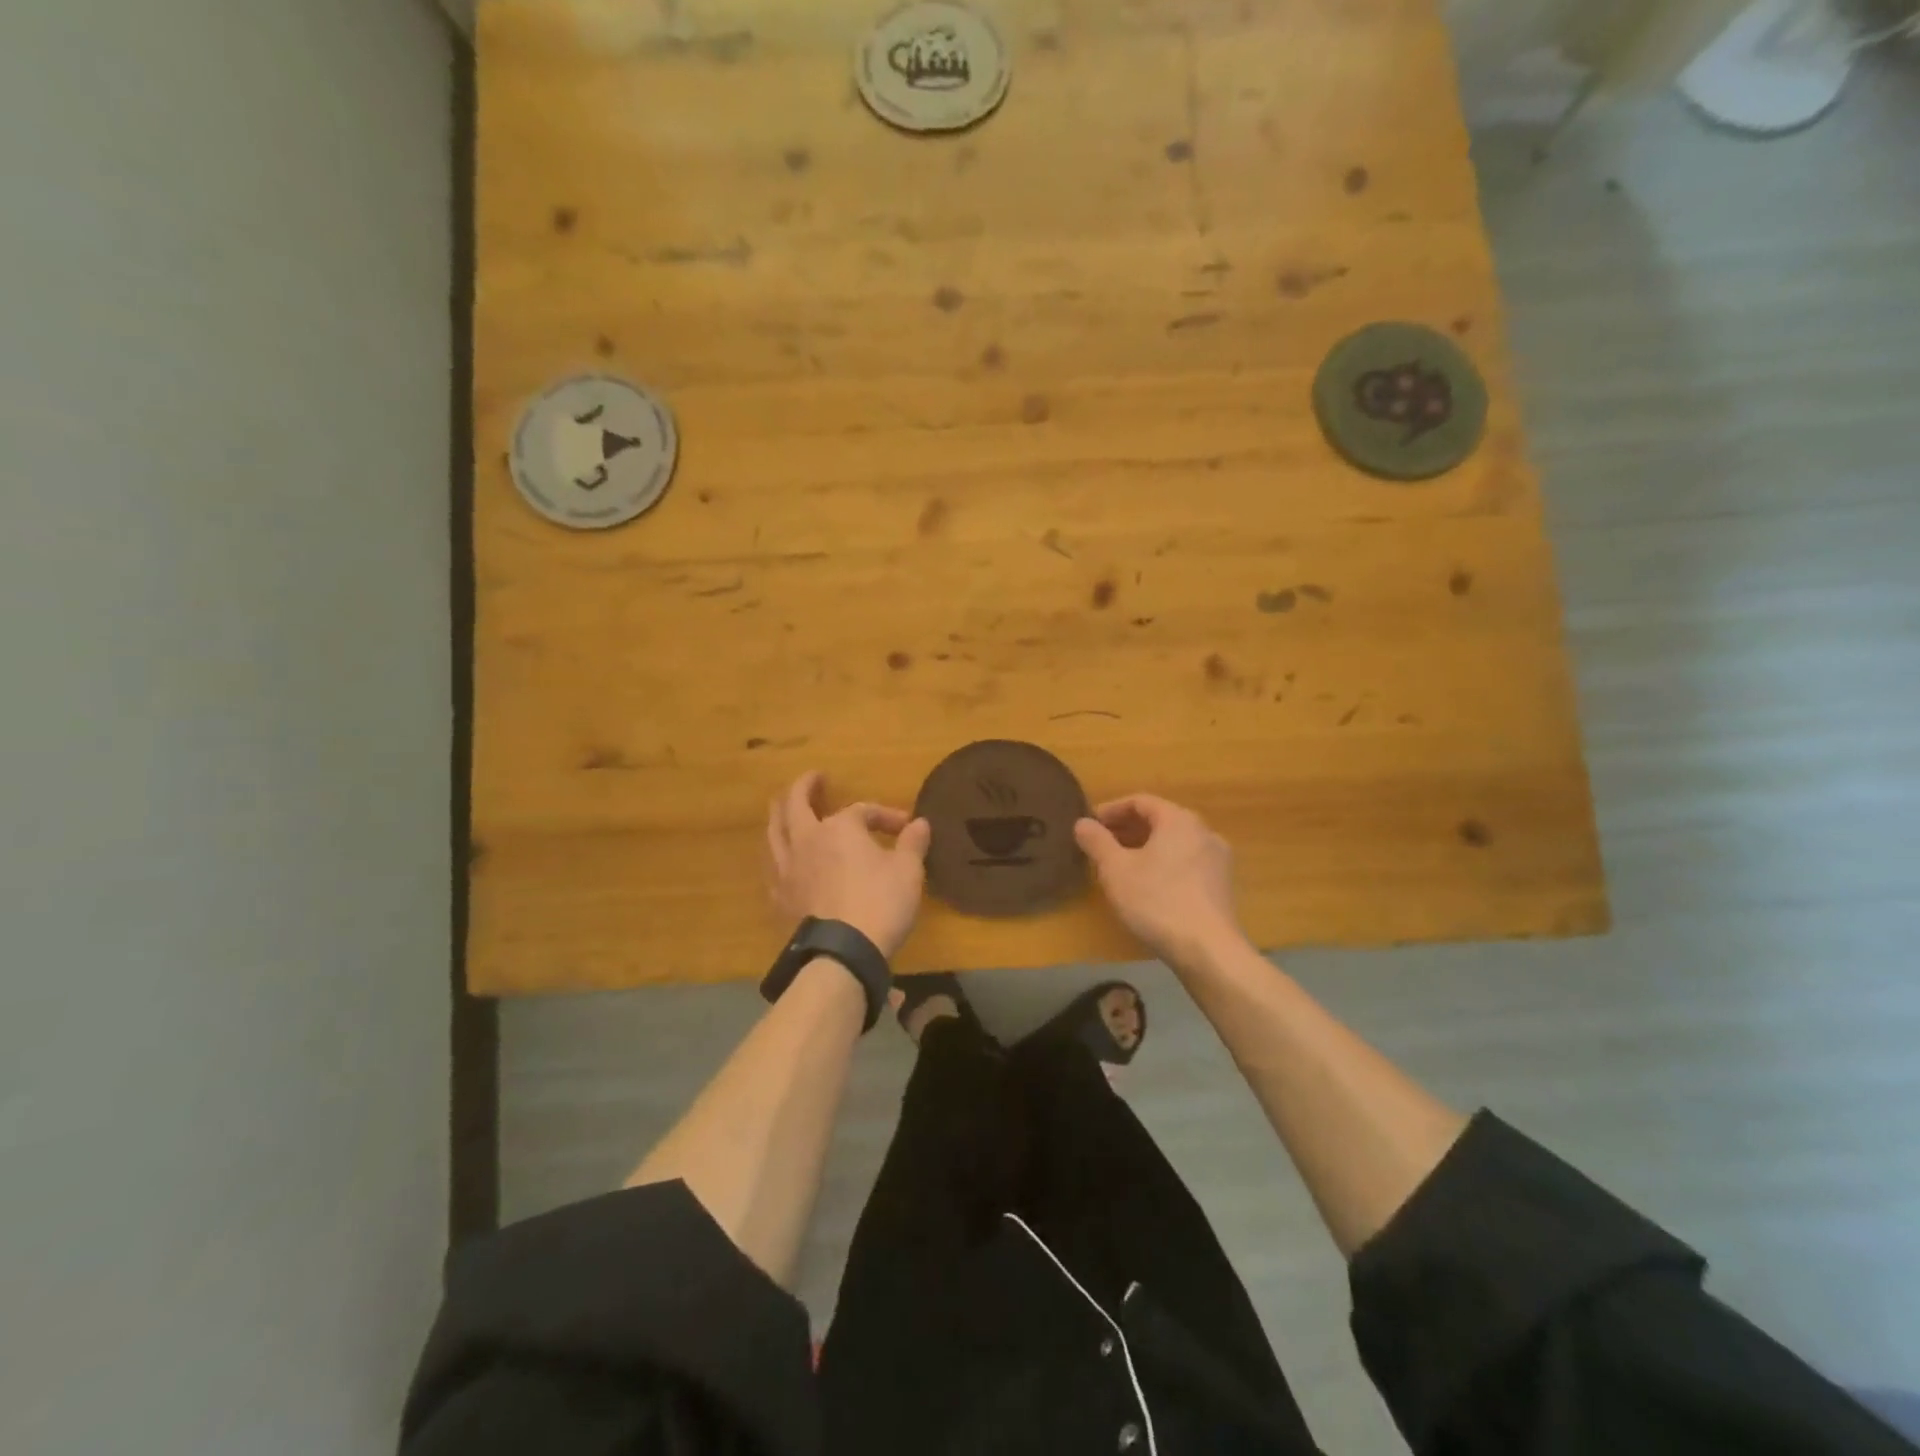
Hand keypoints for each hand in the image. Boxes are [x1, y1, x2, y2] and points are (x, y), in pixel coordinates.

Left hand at [766, 771, 930, 958]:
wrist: (842, 952)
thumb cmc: (880, 903)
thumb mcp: (908, 870)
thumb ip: (912, 843)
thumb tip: (920, 823)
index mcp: (839, 827)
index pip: (862, 810)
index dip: (884, 815)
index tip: (905, 827)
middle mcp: (806, 840)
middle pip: (794, 804)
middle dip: (805, 787)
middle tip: (814, 779)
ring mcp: (787, 869)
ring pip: (774, 832)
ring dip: (781, 815)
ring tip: (786, 811)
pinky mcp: (779, 897)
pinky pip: (773, 866)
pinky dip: (778, 854)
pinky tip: (783, 859)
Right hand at [1074, 794, 1244, 967]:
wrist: (1208, 950)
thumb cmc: (1157, 901)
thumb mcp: (1116, 870)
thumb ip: (1097, 842)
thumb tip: (1082, 823)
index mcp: (1179, 820)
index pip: (1141, 802)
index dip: (1112, 810)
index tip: (1091, 824)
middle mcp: (1203, 832)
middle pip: (1160, 820)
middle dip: (1128, 829)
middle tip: (1101, 844)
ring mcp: (1218, 860)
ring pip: (1174, 843)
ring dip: (1145, 848)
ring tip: (1121, 865)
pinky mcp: (1222, 886)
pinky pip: (1187, 862)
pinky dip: (1164, 864)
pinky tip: (1148, 886)